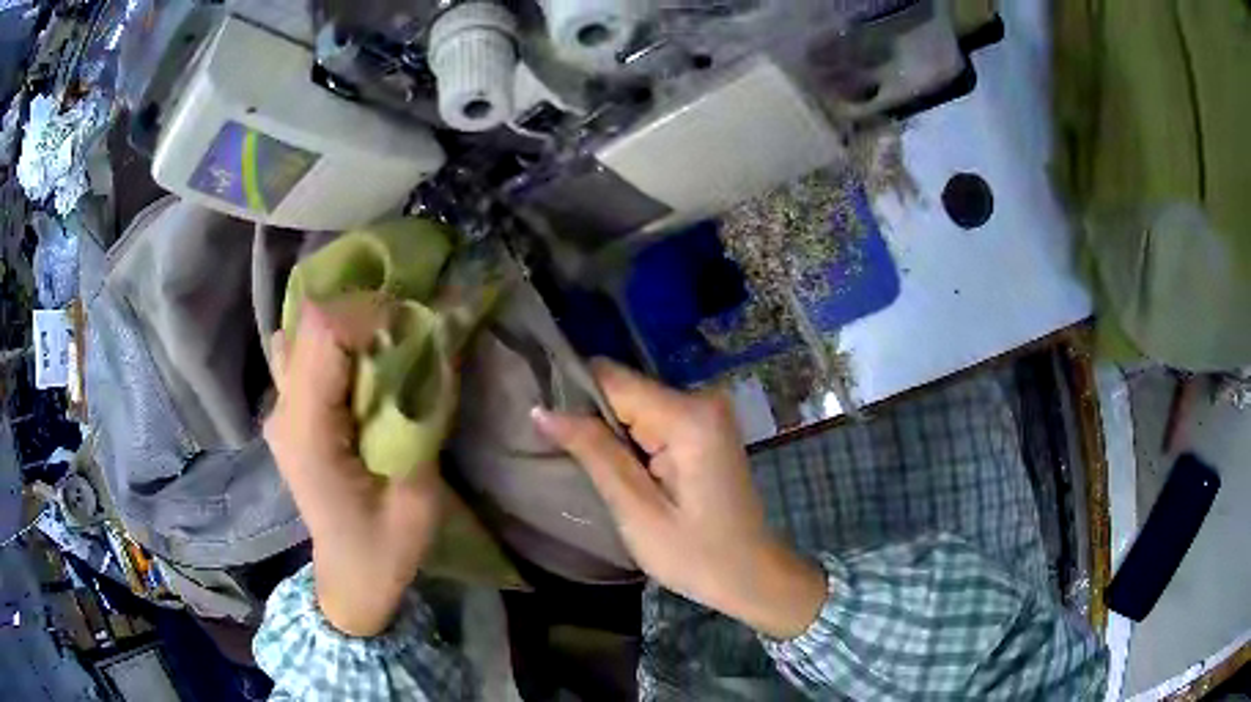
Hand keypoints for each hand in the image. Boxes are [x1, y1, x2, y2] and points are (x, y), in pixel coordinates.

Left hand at [263, 301, 442, 636]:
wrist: (349, 579)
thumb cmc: (386, 550)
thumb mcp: (419, 496)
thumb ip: (423, 419)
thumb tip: (437, 346)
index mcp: (308, 433)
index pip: (323, 334)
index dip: (369, 314)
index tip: (412, 330)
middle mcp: (282, 412)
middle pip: (309, 322)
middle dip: (361, 313)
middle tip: (404, 334)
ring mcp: (278, 411)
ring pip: (300, 331)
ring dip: (343, 326)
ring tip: (379, 345)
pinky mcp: (286, 414)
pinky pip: (300, 353)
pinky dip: (331, 343)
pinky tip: (358, 364)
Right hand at [532, 361, 825, 638]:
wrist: (752, 575)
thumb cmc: (696, 555)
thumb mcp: (637, 511)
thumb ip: (594, 453)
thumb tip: (543, 410)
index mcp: (689, 416)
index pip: (612, 379)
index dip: (573, 398)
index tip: (546, 428)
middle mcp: (702, 399)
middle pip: (625, 389)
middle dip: (591, 420)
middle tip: (568, 460)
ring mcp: (707, 412)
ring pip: (635, 404)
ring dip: (610, 433)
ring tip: (590, 468)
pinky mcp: (706, 428)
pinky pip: (653, 419)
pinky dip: (631, 441)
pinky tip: (622, 470)